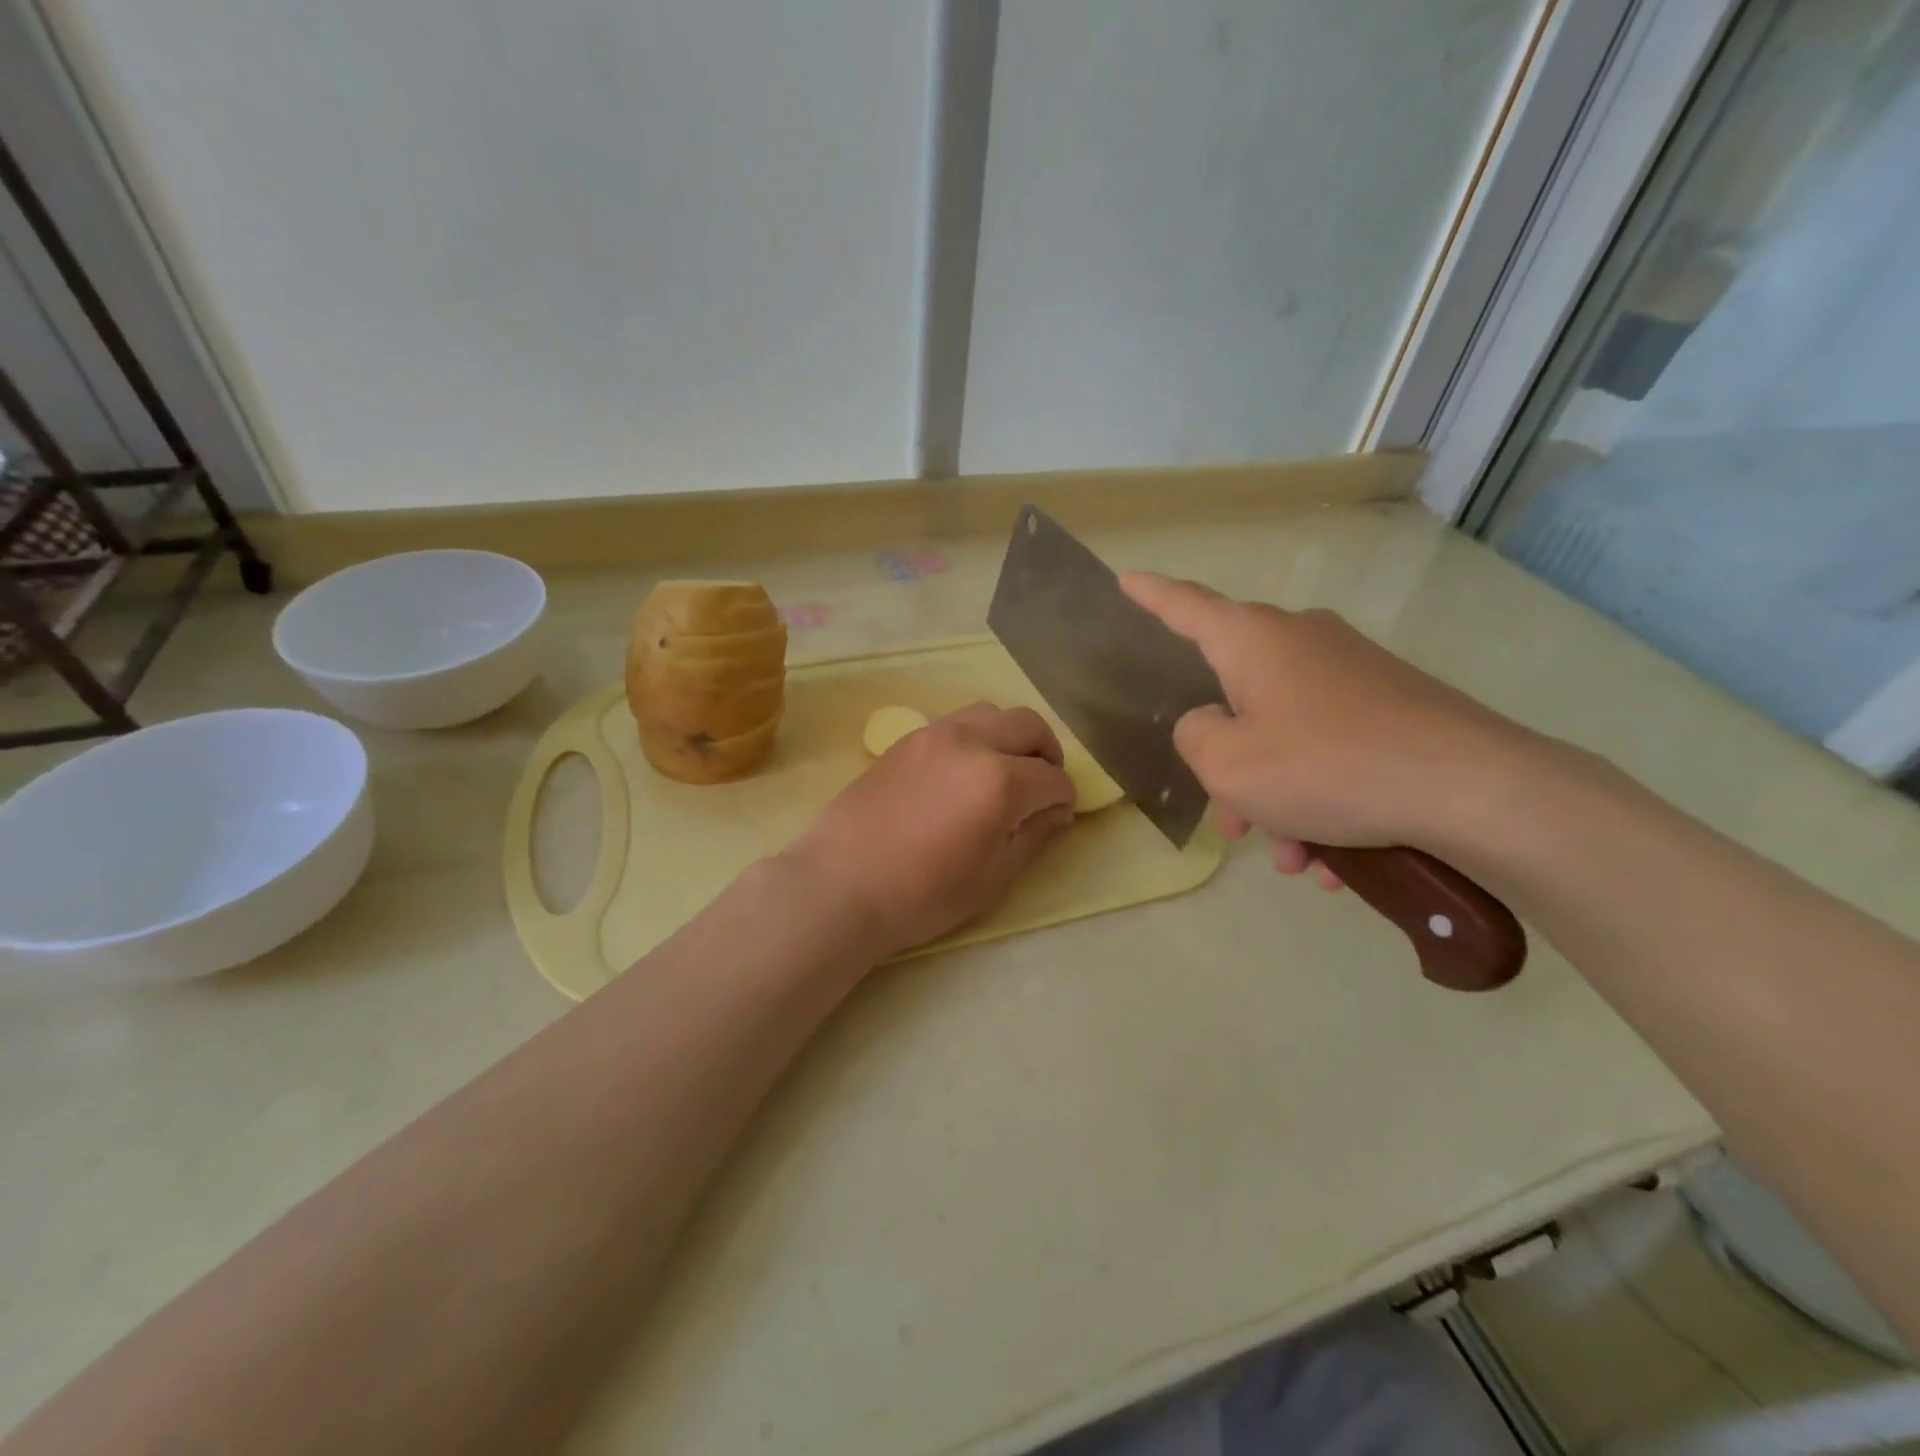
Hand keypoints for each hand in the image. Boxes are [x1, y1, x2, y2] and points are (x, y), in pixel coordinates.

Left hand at [780, 702, 1076, 960]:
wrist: (840, 885)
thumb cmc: (922, 895)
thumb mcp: (992, 878)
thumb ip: (1033, 837)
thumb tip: (1057, 811)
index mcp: (1000, 781)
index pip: (1053, 777)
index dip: (1064, 798)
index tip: (1059, 815)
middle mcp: (971, 743)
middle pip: (1028, 725)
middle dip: (1047, 753)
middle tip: (1042, 785)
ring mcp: (934, 735)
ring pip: (990, 713)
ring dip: (1010, 736)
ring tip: (1004, 772)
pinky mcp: (906, 739)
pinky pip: (956, 723)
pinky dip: (976, 737)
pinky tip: (964, 773)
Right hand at [1121, 573, 1536, 874]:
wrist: (1472, 789)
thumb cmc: (1325, 766)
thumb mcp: (1227, 763)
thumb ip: (1194, 735)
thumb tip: (1211, 723)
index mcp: (1252, 640)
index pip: (1185, 606)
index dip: (1150, 595)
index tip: (1126, 580)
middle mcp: (1301, 641)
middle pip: (1237, 696)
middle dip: (1228, 764)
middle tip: (1232, 823)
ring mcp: (1352, 672)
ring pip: (1286, 735)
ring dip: (1277, 797)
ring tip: (1292, 858)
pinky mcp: (1393, 704)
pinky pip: (1332, 749)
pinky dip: (1321, 799)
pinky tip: (1335, 859)